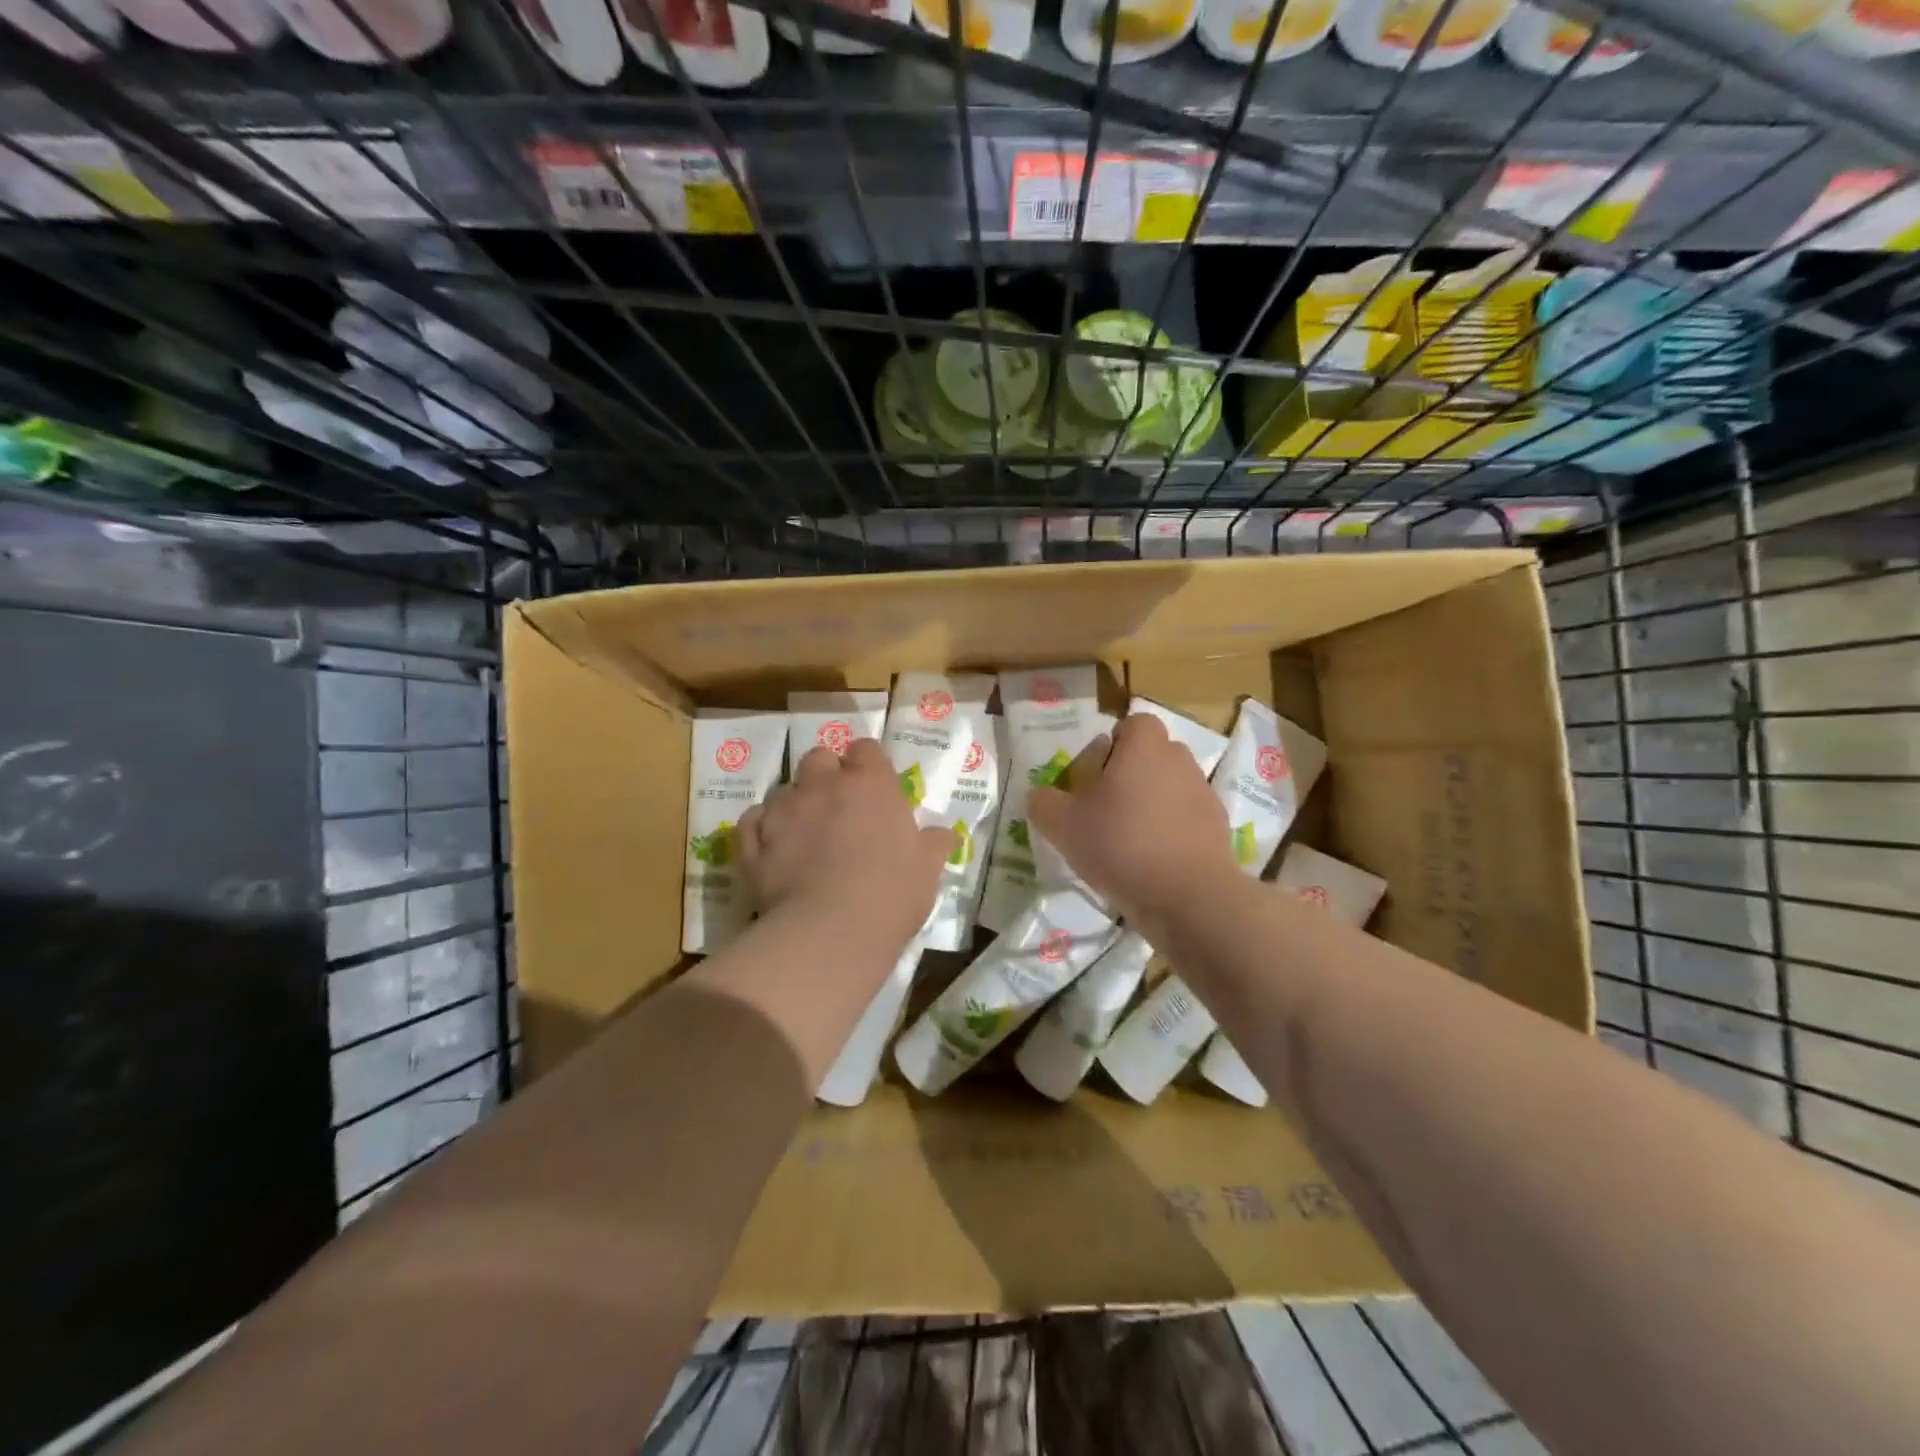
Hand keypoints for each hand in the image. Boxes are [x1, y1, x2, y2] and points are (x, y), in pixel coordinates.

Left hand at [738, 738, 954, 947]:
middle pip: (818, 758)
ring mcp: (783, 810)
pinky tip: (772, 850)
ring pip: (782, 790)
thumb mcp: (927, 870)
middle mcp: (823, 785)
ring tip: (803, 836)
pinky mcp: (753, 841)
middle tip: (837, 807)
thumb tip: (944, 835)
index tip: (875, 788)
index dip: (869, 765)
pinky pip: (752, 821)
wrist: (831, 931)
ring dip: (794, 804)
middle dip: (825, 775)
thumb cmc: (891, 893)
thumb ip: (933, 844)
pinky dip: (761, 830)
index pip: (867, 749)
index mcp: (870, 783)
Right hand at [1027, 712, 1235, 942]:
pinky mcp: (1218, 828)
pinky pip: (1186, 819)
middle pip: (1152, 756)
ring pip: (1169, 787)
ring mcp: (1203, 794)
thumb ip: (1043, 803)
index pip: (1133, 724)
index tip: (1095, 776)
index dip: (1113, 745)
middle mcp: (1179, 760)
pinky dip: (1170, 832)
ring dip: (1150, 804)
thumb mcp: (1063, 825)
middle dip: (1130, 775)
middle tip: (1104, 809)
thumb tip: (1040, 795)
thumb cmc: (1121, 845)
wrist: (1188, 897)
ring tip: (1128, 841)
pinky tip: (1153, 862)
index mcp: (1144, 747)